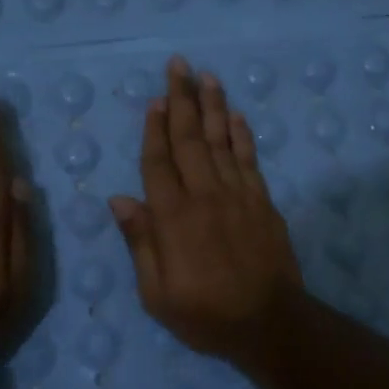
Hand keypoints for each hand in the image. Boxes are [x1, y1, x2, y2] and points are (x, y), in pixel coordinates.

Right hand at [110, 57, 304, 364]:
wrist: (269, 323)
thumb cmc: (205, 315)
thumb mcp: (157, 294)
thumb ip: (140, 243)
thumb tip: (119, 200)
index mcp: (173, 218)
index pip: (158, 162)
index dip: (155, 128)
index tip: (156, 99)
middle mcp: (205, 196)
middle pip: (190, 139)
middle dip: (183, 99)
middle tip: (179, 65)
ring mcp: (238, 196)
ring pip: (221, 141)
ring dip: (213, 106)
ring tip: (208, 76)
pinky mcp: (263, 202)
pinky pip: (250, 159)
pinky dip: (242, 135)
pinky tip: (236, 116)